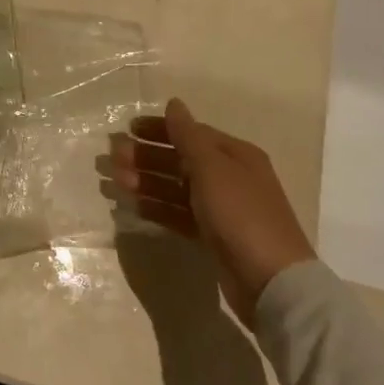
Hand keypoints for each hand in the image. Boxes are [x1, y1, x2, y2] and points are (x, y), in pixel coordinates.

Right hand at [110, 98, 314, 324]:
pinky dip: (158, 208)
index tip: (128, 129)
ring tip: (116, 181)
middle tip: (113, 158)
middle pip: (181, 160)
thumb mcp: (212, 168)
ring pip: (176, 188)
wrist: (270, 281)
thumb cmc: (241, 214)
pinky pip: (179, 215)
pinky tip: (134, 206)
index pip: (192, 133)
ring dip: (146, 182)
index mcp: (234, 155)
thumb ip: (188, 136)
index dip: (160, 129)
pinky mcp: (212, 237)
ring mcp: (221, 209)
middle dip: (147, 157)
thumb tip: (173, 103)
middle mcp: (229, 177)